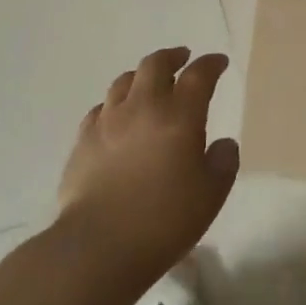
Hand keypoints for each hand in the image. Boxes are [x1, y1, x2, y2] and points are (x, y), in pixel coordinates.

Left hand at [55, 47, 239, 285]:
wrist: (98, 247)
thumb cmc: (164, 220)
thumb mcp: (212, 194)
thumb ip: (223, 162)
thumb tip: (221, 144)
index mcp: (180, 116)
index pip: (198, 75)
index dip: (211, 64)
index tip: (219, 63)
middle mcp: (143, 108)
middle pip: (155, 64)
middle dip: (173, 57)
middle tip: (183, 58)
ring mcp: (108, 122)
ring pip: (124, 81)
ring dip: (141, 76)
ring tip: (149, 83)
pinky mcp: (82, 142)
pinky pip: (100, 109)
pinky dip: (115, 104)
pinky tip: (118, 117)